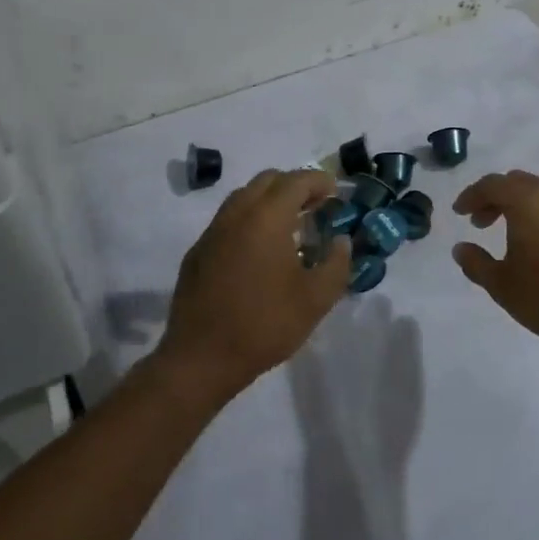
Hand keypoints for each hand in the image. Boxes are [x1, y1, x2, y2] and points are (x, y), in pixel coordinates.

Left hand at [159, 169, 350, 402]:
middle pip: (267, 181)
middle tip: (315, 206)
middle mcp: (236, 214)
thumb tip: (341, 241)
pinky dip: (249, 220)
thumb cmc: (265, 324)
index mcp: (266, 217)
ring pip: (244, 197)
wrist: (201, 359)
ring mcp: (213, 232)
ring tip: (290, 225)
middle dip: (294, 186)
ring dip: (269, 201)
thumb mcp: (316, 299)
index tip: (335, 192)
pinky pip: (228, 220)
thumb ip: (336, 264)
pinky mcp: (198, 252)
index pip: (296, 181)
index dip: (319, 181)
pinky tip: (260, 250)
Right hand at [450, 171, 538, 357]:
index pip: (492, 185)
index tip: (459, 212)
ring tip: (511, 234)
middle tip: (481, 221)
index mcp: (526, 202)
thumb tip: (460, 248)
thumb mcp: (502, 285)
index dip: (471, 196)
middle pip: (517, 182)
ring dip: (520, 207)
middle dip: (495, 197)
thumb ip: (476, 263)